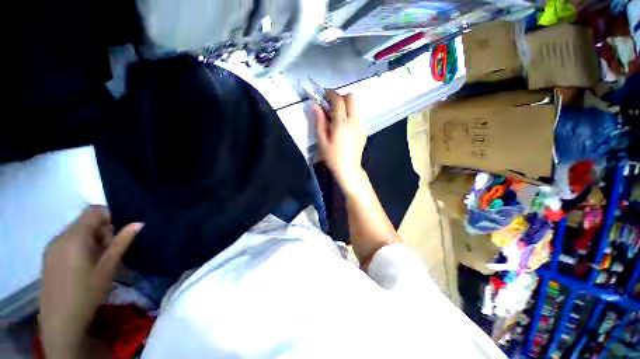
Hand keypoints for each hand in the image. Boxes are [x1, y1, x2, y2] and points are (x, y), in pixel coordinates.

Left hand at [39, 206, 142, 358]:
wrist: (61, 321)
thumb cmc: (87, 293)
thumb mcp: (108, 268)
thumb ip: (122, 242)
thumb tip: (138, 223)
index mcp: (74, 237)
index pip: (93, 211)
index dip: (109, 217)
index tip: (117, 235)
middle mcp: (59, 237)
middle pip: (84, 221)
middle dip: (101, 232)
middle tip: (108, 253)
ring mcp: (51, 247)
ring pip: (76, 232)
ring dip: (91, 240)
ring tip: (97, 262)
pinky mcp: (48, 257)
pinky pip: (67, 242)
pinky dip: (79, 247)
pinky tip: (83, 267)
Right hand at [313, 90, 366, 192]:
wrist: (348, 170)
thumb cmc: (332, 157)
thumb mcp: (321, 140)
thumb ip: (319, 121)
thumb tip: (315, 105)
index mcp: (342, 123)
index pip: (338, 100)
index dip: (330, 94)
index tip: (323, 96)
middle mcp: (354, 121)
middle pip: (351, 98)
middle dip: (340, 97)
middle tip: (330, 106)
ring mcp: (360, 126)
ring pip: (355, 107)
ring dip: (346, 106)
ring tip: (336, 118)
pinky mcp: (363, 132)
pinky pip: (357, 117)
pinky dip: (350, 116)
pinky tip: (344, 128)